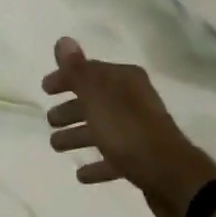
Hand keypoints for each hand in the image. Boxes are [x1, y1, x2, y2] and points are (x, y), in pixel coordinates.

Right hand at [41, 37, 215, 216]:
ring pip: (102, 129)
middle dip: (71, 109)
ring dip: (78, 135)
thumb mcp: (97, 97)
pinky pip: (114, 157)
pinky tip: (81, 175)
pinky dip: (97, 164)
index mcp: (125, 80)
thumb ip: (77, 70)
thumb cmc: (128, 131)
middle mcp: (134, 100)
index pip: (90, 71)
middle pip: (96, 100)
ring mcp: (139, 131)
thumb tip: (63, 40)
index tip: (45, 89)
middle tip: (50, 120)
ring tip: (56, 146)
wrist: (170, 175)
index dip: (66, 78)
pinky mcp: (142, 159)